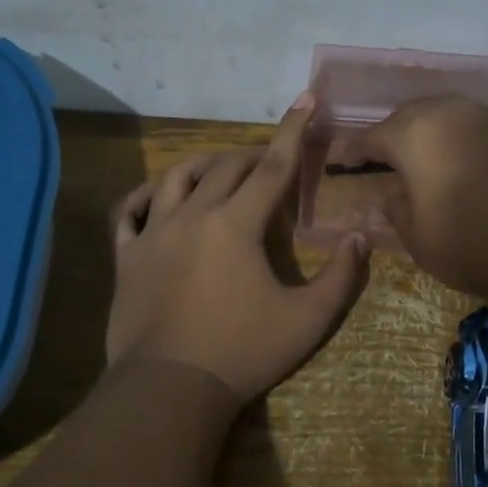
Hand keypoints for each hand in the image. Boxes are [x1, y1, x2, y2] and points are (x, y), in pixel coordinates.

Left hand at [106, 96, 366, 404]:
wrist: (171, 388)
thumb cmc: (244, 352)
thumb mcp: (308, 320)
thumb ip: (341, 276)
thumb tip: (360, 238)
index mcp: (237, 224)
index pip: (273, 166)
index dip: (293, 131)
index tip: (305, 99)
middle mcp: (193, 215)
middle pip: (226, 167)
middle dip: (253, 156)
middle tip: (270, 163)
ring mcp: (154, 234)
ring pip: (176, 178)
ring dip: (204, 165)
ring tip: (220, 170)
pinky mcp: (127, 257)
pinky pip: (129, 212)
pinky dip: (145, 196)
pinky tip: (157, 197)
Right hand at [342, 95, 487, 301]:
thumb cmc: (469, 243)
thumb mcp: (416, 235)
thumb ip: (396, 207)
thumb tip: (392, 192)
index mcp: (415, 133)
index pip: (372, 137)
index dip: (354, 151)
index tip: (343, 163)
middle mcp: (451, 114)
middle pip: (411, 115)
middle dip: (393, 134)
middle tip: (383, 158)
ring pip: (448, 116)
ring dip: (431, 134)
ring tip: (425, 159)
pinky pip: (478, 130)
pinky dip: (462, 143)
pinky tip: (465, 166)